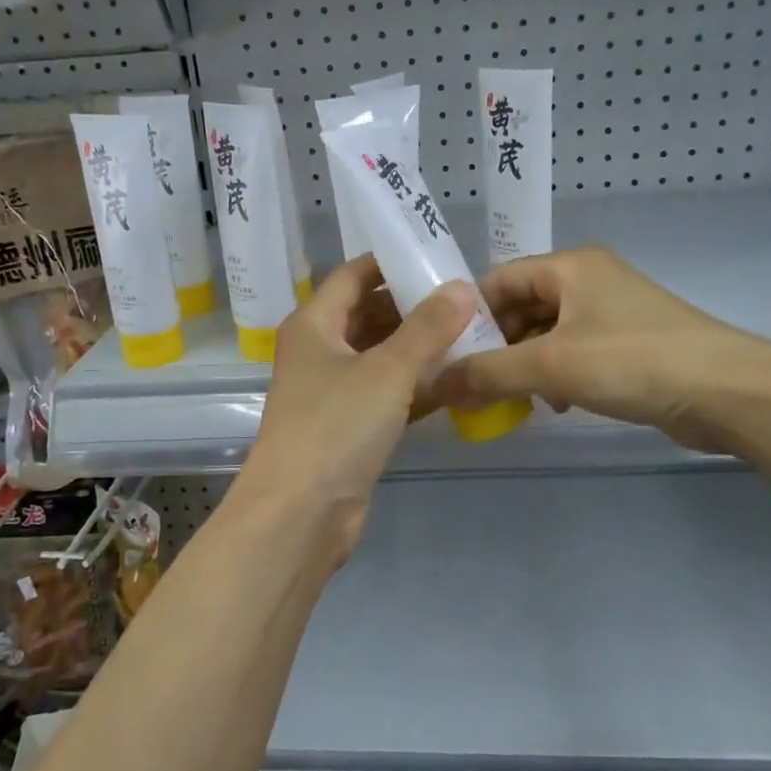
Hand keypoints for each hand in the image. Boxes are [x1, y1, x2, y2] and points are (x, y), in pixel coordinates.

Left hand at [241, 256, 475, 558]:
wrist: (299, 514)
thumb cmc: (335, 426)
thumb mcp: (387, 370)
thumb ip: (427, 328)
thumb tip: (462, 287)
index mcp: (313, 325)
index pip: (353, 276)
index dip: (390, 262)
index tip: (436, 256)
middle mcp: (319, 352)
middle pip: (368, 315)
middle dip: (413, 307)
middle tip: (464, 299)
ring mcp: (332, 392)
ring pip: (381, 357)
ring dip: (419, 348)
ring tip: (470, 334)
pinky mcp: (349, 428)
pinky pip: (387, 394)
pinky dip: (416, 386)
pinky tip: (457, 382)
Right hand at [433, 247, 770, 452]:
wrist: (728, 392)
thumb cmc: (633, 361)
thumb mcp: (551, 366)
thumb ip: (488, 374)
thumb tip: (436, 387)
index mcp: (569, 267)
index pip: (498, 281)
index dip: (468, 316)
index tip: (447, 355)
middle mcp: (588, 281)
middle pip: (521, 307)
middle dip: (496, 347)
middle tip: (472, 385)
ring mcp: (611, 312)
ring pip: (547, 333)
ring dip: (523, 365)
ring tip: (508, 399)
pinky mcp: (628, 344)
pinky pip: (574, 352)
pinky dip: (555, 374)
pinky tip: (553, 403)